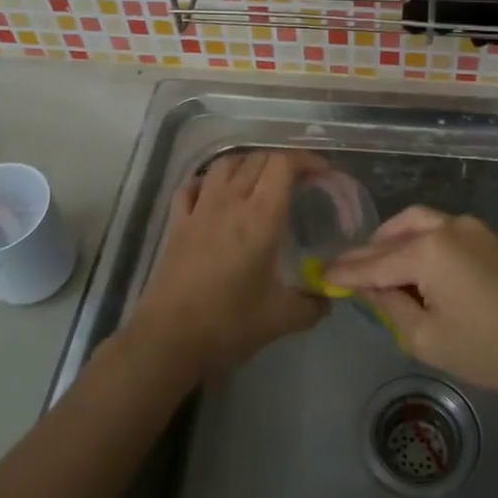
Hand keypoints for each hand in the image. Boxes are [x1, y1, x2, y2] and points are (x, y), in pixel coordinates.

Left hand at [121, 149, 329, 379]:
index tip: (323, 173)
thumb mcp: (282, 318)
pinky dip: (209, 181)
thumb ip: (313, 305)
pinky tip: (216, 194)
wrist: (169, 339)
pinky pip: (192, 186)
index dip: (306, 160)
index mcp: (260, 218)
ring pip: (224, 164)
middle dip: (283, 162)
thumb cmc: (229, 324)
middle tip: (299, 181)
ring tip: (261, 181)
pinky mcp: (177, 222)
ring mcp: (199, 209)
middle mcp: (229, 202)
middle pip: (257, 159)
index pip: (283, 164)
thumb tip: (328, 298)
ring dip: (247, 163)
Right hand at [326, 208, 497, 396]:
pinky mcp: (488, 236)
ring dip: (392, 241)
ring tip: (378, 268)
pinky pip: (440, 229)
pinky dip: (417, 241)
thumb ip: (390, 307)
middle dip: (368, 252)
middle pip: (393, 233)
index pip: (373, 262)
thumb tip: (370, 286)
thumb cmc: (491, 350)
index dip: (346, 271)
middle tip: (348, 273)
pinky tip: (414, 266)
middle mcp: (446, 227)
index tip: (321, 275)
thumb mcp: (428, 339)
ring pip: (417, 223)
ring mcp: (470, 227)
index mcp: (427, 250)